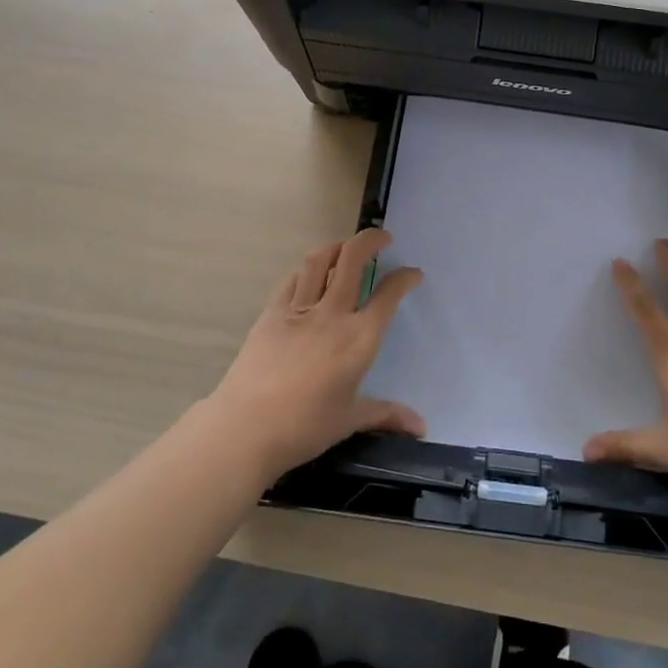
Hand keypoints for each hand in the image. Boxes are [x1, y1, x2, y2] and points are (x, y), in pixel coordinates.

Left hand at [207, 228, 425, 482]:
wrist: (245, 428)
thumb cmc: (304, 427)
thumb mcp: (349, 420)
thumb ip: (386, 414)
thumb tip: (421, 427)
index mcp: (359, 338)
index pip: (388, 295)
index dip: (405, 278)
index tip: (413, 274)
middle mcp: (333, 314)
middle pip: (352, 259)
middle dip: (371, 240)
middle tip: (382, 239)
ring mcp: (299, 309)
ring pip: (319, 261)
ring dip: (336, 247)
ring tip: (345, 249)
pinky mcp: (271, 313)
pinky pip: (292, 280)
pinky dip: (306, 270)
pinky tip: (309, 275)